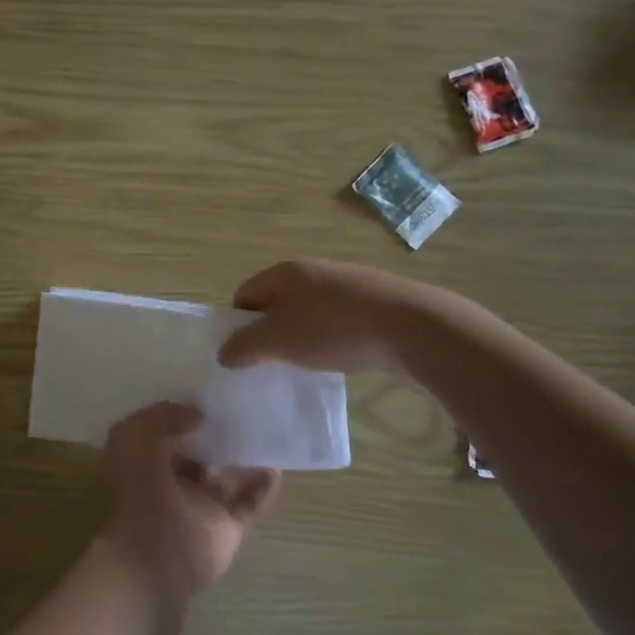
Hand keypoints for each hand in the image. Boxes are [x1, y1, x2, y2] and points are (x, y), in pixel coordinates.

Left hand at [98, 403, 281, 608]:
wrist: (156, 559)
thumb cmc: (140, 494)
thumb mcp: (134, 437)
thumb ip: (162, 417)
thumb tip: (196, 415)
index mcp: (143, 464)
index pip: (162, 433)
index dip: (180, 415)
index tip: (206, 397)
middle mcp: (170, 485)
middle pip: (196, 455)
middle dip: (214, 436)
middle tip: (241, 410)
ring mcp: (200, 508)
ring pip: (224, 478)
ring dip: (242, 459)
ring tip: (265, 434)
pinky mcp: (226, 529)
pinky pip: (248, 504)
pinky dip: (263, 488)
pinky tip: (276, 468)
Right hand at [217, 259, 414, 373]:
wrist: (409, 326)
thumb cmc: (333, 329)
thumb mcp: (278, 341)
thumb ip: (244, 347)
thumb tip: (224, 353)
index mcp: (284, 272)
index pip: (244, 295)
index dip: (237, 325)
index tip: (245, 355)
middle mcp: (312, 270)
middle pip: (276, 302)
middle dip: (270, 332)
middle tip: (272, 363)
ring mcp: (345, 283)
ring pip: (307, 311)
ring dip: (301, 336)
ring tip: (307, 364)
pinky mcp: (371, 300)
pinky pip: (336, 319)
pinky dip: (330, 337)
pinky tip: (339, 357)